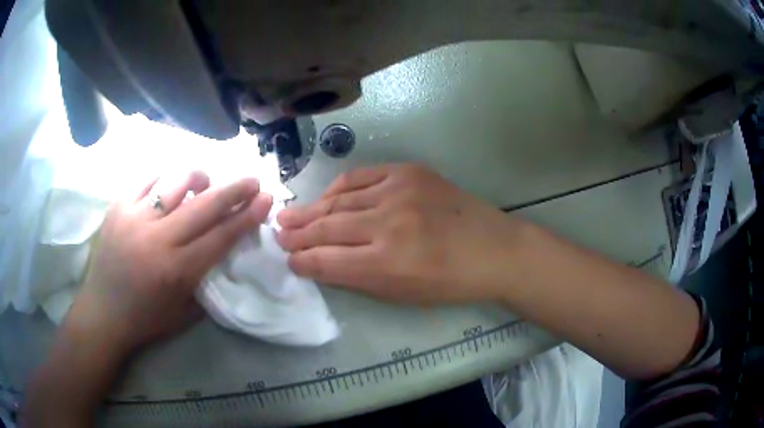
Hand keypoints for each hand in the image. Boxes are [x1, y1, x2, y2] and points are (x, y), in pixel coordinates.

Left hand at [66, 172, 272, 354]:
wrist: (103, 313)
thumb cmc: (146, 319)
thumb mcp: (185, 313)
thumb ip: (207, 280)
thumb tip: (224, 247)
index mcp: (176, 271)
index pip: (220, 236)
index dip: (247, 216)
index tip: (266, 199)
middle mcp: (156, 239)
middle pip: (204, 204)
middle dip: (234, 189)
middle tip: (252, 180)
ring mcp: (134, 218)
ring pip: (175, 182)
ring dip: (198, 178)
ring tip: (204, 182)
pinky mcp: (117, 208)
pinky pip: (147, 180)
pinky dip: (165, 179)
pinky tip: (170, 187)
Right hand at [277, 164, 529, 304]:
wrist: (493, 248)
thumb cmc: (450, 282)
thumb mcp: (401, 293)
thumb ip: (356, 277)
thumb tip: (319, 262)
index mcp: (387, 262)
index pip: (327, 260)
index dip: (302, 260)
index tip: (288, 259)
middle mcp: (388, 223)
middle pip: (328, 227)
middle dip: (298, 233)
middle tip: (277, 232)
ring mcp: (399, 191)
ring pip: (339, 199)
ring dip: (311, 209)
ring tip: (288, 214)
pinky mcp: (409, 172)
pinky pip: (361, 177)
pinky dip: (339, 188)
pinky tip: (325, 197)